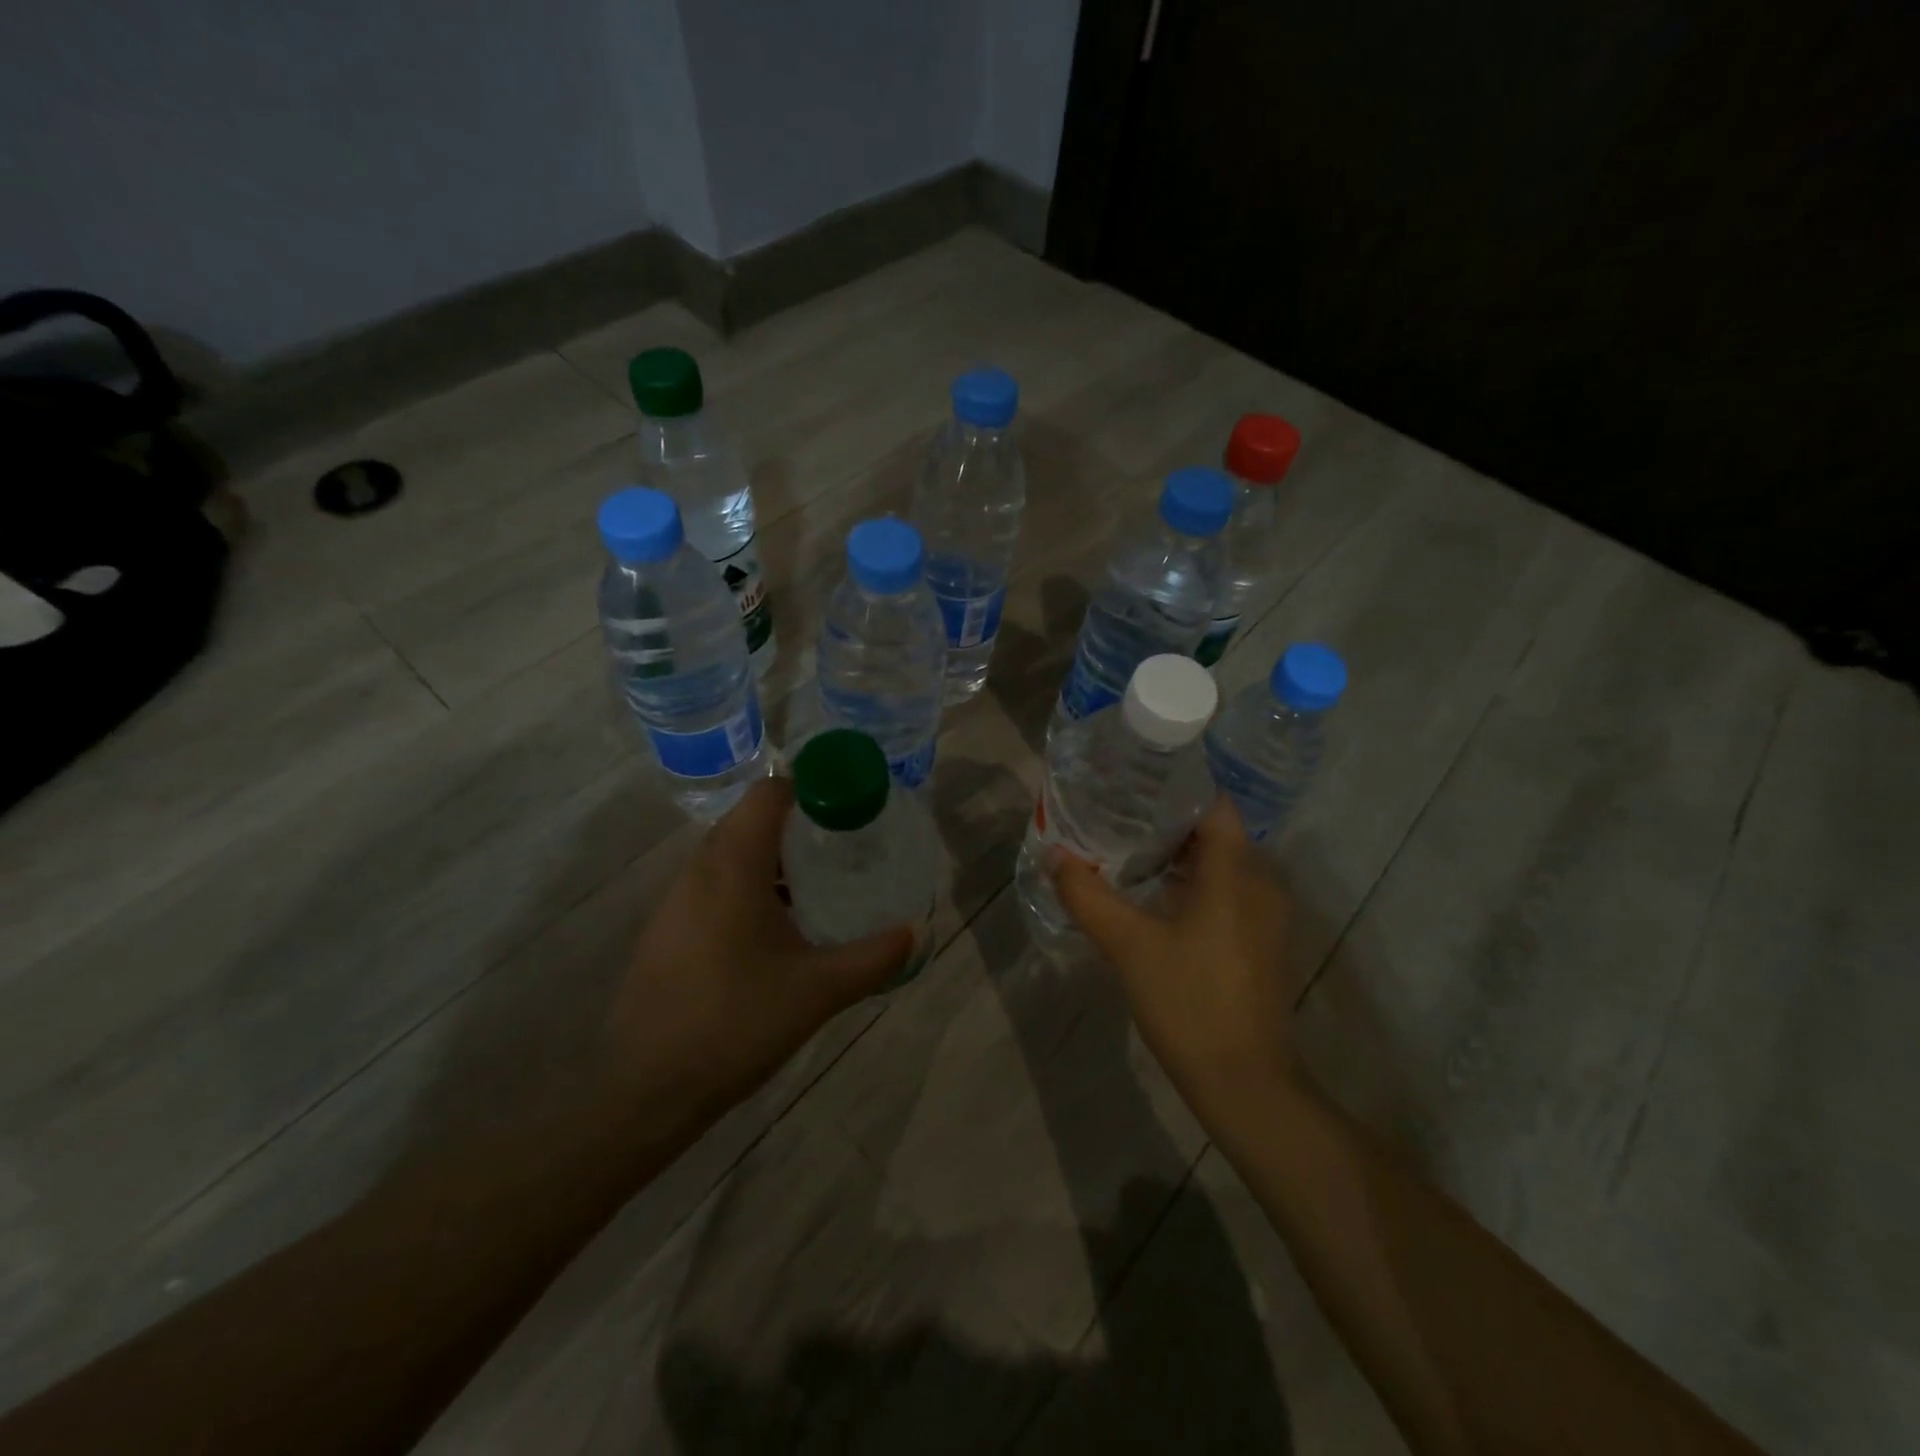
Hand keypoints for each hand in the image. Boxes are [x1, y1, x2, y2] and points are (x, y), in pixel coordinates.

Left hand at [611, 777, 913, 1119]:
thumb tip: (916, 932)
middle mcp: (699, 870)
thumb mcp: (818, 990)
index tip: (848, 810)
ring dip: (771, 859)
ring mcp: (675, 901)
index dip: (811, 789)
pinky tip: (774, 932)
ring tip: (815, 888)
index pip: (769, 794)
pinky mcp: (666, 930)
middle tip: (841, 849)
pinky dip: (747, 887)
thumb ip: (874, 957)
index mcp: (733, 867)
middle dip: (797, 826)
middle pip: (750, 820)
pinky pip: (713, 886)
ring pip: (729, 855)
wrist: (647, 1090)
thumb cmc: (737, 1023)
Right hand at [1049, 794, 1301, 1122]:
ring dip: (1179, 854)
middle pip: (1215, 830)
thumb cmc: (1188, 1002)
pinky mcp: (1263, 940)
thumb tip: (1056, 855)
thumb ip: (1088, 895)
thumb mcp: (1128, 945)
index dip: (1173, 787)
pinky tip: (1156, 896)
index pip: (1212, 802)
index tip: (1131, 784)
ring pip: (1222, 863)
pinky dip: (1195, 882)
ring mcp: (1268, 913)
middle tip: (1117, 816)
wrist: (1246, 1083)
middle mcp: (1262, 881)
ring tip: (1128, 850)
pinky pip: (1229, 890)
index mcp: (1236, 871)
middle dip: (1167, 821)